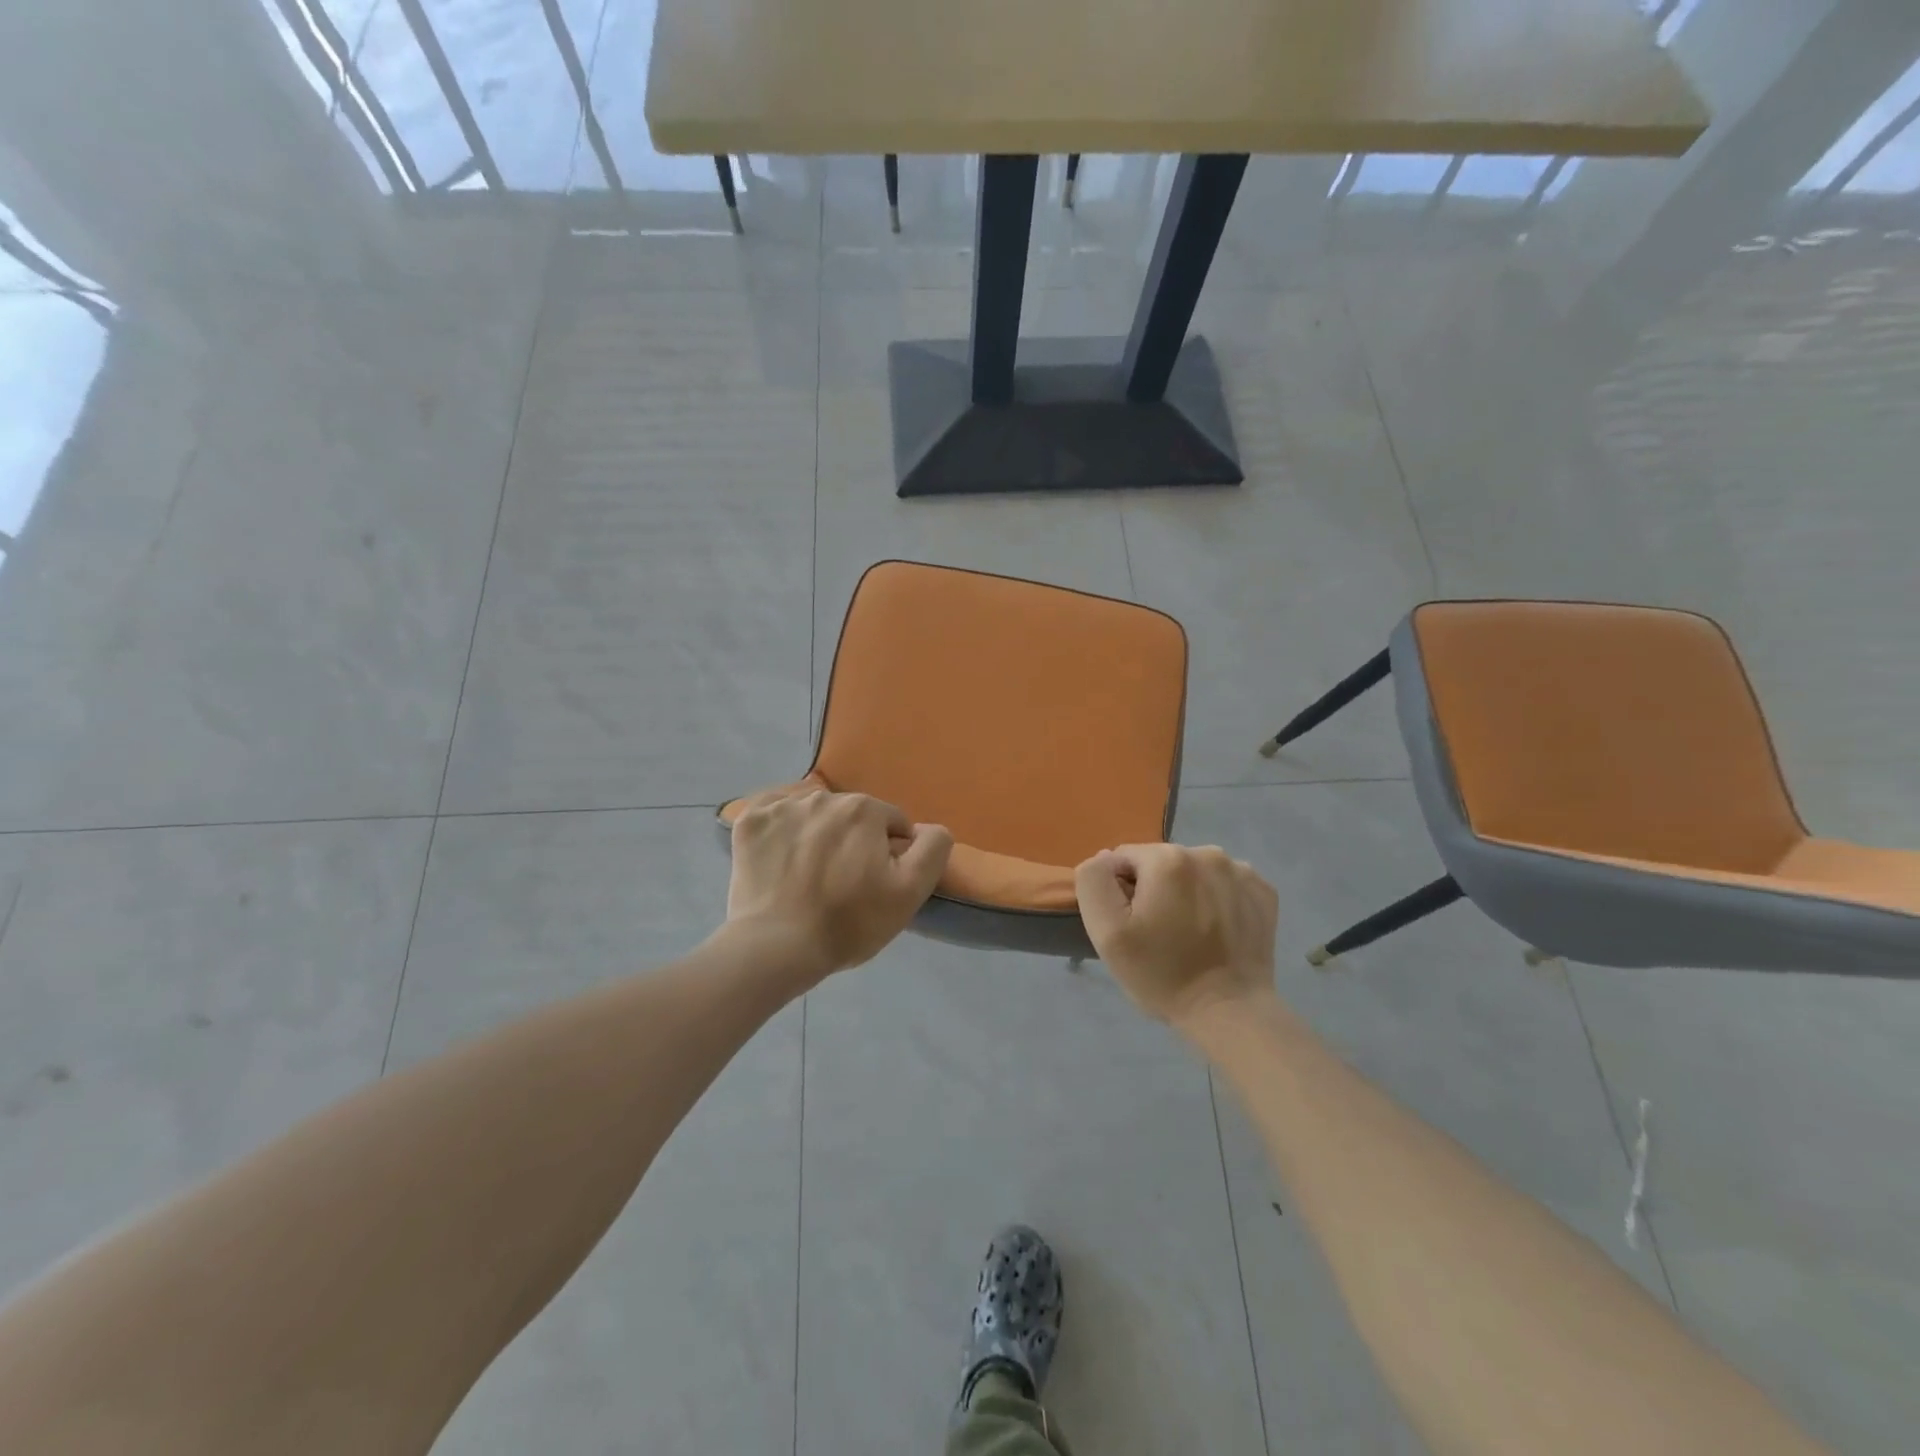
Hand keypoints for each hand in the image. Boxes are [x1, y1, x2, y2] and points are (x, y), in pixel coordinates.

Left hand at [727, 787, 952, 980]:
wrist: (775, 948)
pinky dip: (780, 830)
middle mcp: (824, 797)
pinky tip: (780, 858)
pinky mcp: (749, 822)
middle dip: (853, 842)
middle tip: (842, 884)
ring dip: (818, 835)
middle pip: (852, 816)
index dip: (889, 855)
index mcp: (864, 809)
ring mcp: (781, 806)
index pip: (891, 824)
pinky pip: (774, 814)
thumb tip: (928, 827)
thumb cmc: (848, 922)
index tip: (874, 884)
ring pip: (814, 815)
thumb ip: (932, 849)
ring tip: (808, 877)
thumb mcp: (910, 892)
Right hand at [1075, 844, 1278, 1027]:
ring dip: (1185, 892)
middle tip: (1158, 933)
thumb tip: (1105, 858)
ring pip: (1193, 871)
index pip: (1124, 859)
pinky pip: (1224, 884)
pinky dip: (1216, 899)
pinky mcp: (1263, 892)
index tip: (1133, 926)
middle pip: (1160, 862)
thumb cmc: (1162, 974)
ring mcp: (1240, 871)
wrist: (1229, 1012)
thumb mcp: (1107, 932)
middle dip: (1154, 889)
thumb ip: (1094, 881)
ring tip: (1188, 933)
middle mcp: (1207, 853)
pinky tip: (1215, 930)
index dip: (1121, 891)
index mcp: (1167, 858)